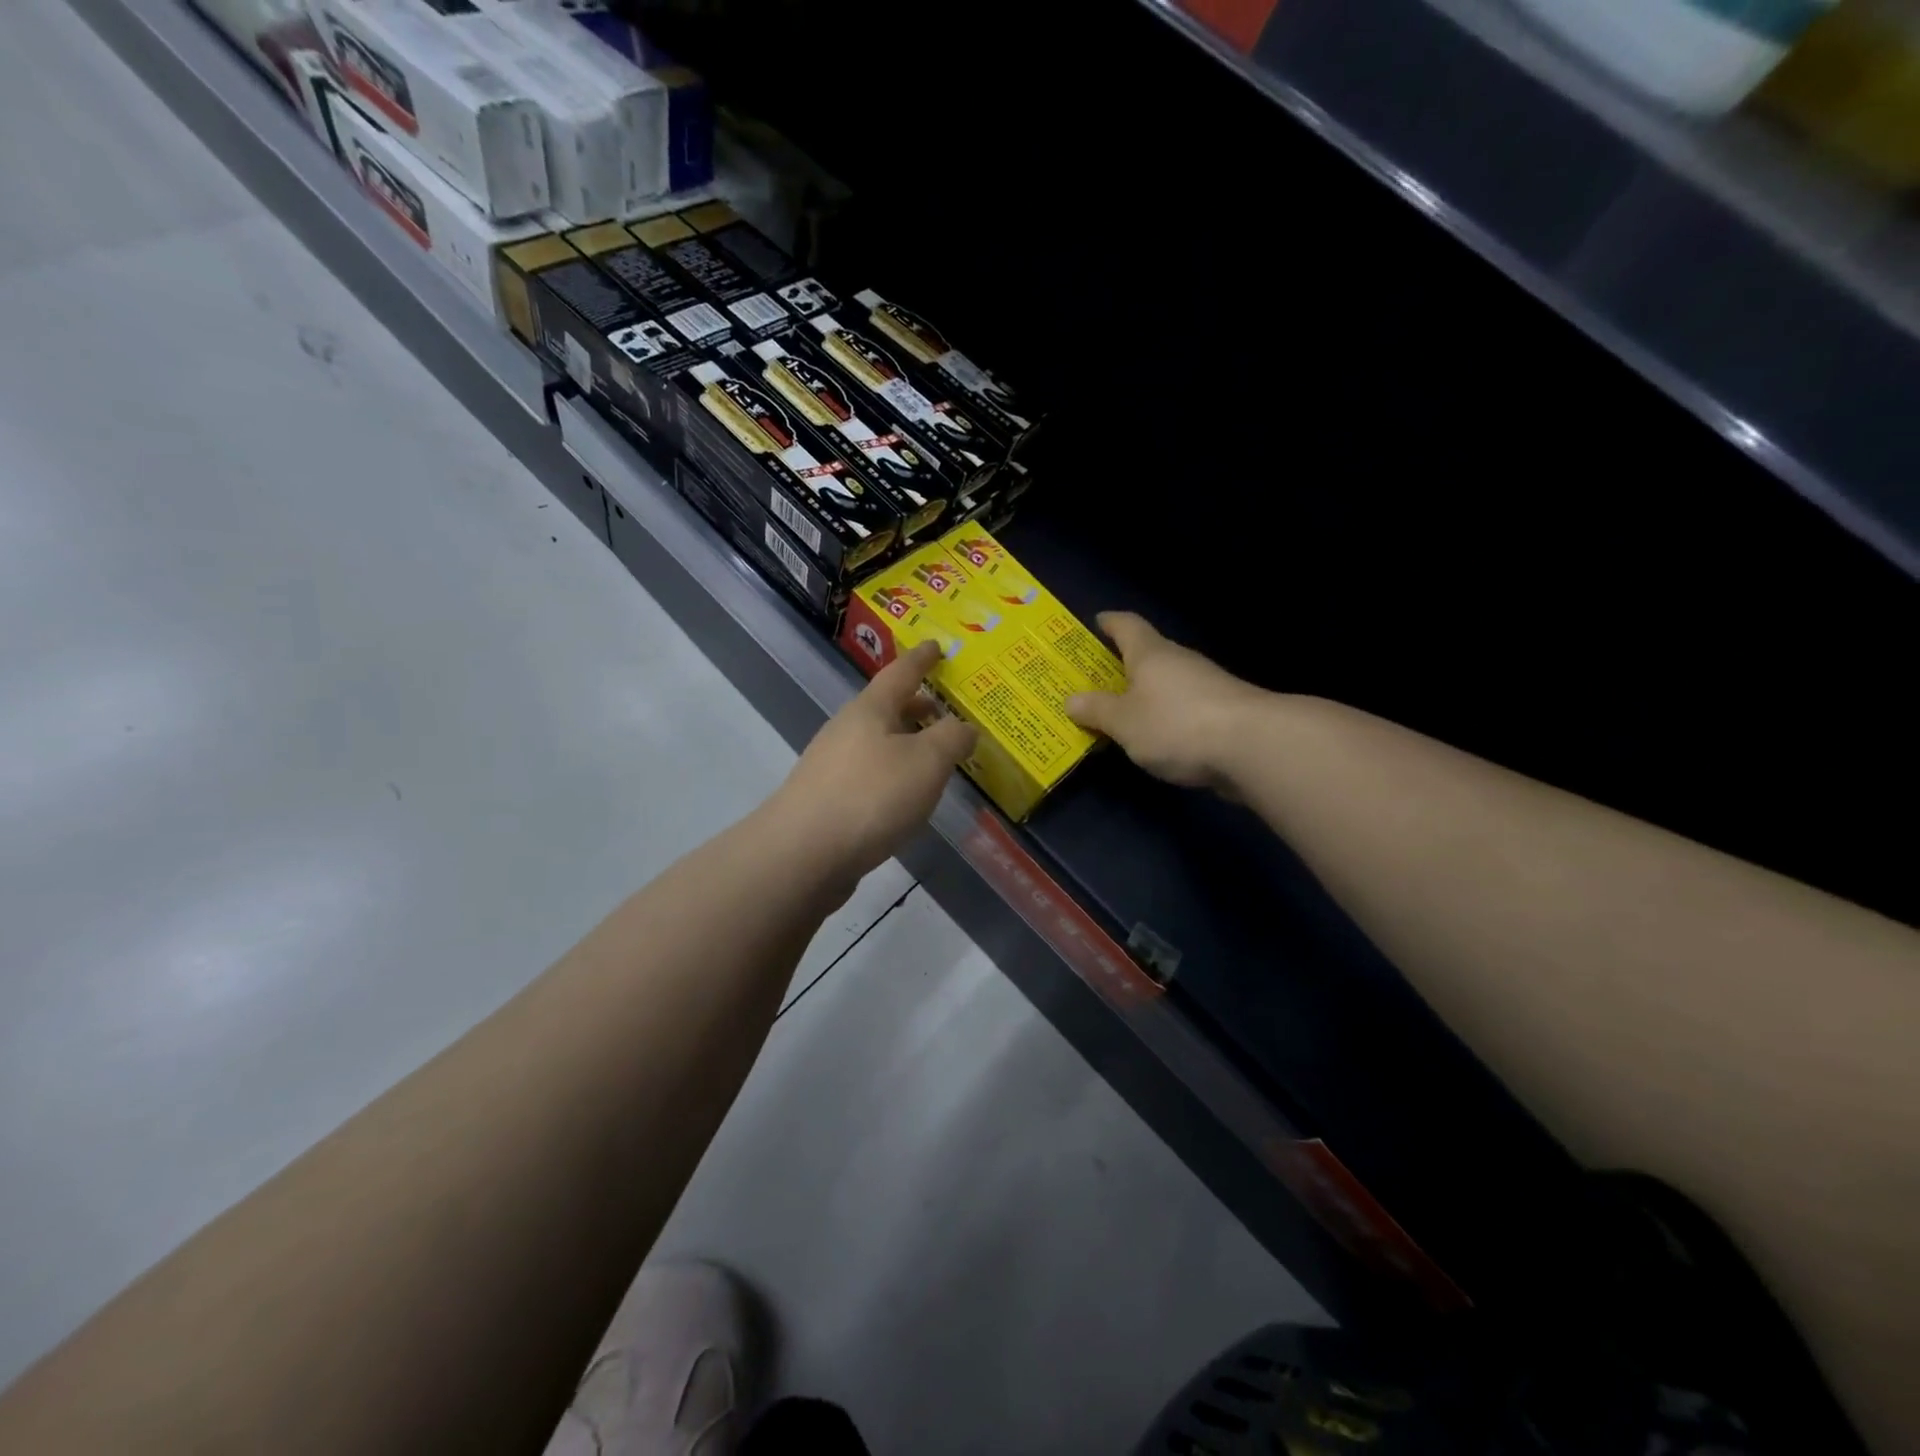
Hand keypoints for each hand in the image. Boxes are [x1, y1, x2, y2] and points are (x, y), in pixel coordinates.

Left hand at [772, 641, 976, 880]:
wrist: (803, 854)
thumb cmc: (871, 796)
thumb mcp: (926, 763)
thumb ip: (952, 739)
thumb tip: (965, 727)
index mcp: (870, 710)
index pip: (900, 673)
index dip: (922, 659)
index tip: (936, 645)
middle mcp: (846, 730)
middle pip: (885, 708)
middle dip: (915, 706)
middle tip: (943, 708)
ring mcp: (831, 766)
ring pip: (876, 742)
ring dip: (904, 742)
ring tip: (933, 755)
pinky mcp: (827, 800)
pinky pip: (868, 773)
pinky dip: (892, 772)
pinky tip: (905, 795)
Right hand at [1065, 612, 1266, 789]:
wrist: (1253, 746)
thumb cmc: (1176, 724)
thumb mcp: (1124, 721)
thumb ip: (1097, 710)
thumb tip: (1071, 700)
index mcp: (1151, 654)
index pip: (1127, 625)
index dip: (1110, 622)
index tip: (1097, 622)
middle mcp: (1179, 661)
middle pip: (1149, 654)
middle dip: (1125, 663)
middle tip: (1098, 678)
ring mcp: (1206, 685)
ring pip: (1168, 682)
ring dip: (1147, 693)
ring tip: (1124, 712)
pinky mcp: (1224, 712)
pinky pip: (1184, 707)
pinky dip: (1167, 715)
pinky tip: (1158, 736)